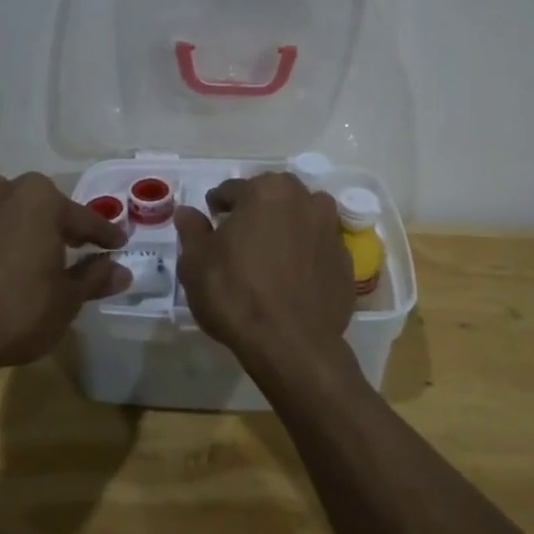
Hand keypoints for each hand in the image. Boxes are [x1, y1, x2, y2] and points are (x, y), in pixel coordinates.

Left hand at [0, 173, 130, 372]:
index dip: (105, 235)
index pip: (85, 218)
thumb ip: (96, 278)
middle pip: (44, 205)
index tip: (119, 245)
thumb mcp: (69, 298)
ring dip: (19, 217)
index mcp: (42, 200)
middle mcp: (6, 192)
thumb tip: (122, 272)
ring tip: (32, 242)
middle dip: (61, 223)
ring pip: (5, 203)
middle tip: (78, 246)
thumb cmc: (20, 311)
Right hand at [175, 172, 357, 385]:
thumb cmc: (235, 293)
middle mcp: (305, 200)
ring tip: (271, 254)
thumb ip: (192, 230)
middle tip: (240, 238)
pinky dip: (307, 255)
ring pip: (303, 218)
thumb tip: (187, 212)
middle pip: (274, 197)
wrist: (291, 344)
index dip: (218, 206)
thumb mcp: (196, 262)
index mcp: (267, 191)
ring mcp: (331, 230)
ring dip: (288, 227)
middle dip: (257, 210)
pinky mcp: (346, 262)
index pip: (233, 189)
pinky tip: (293, 279)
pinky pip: (319, 249)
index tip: (211, 222)